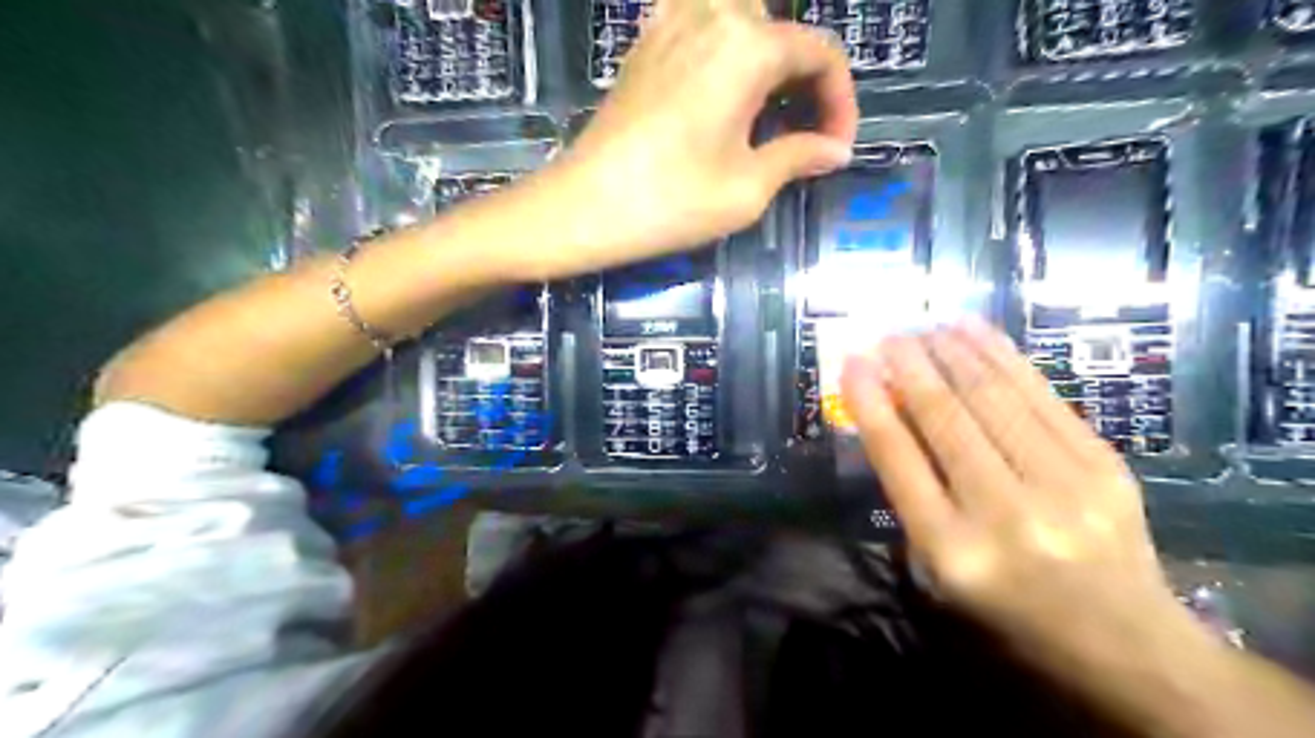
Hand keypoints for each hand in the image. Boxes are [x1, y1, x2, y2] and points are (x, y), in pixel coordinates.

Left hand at [519, 1, 859, 280]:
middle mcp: (712, 15)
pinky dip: (724, 48)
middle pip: (782, 29)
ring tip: (765, 109)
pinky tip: (720, 92)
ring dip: (766, 56)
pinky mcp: (644, 45)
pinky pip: (699, 23)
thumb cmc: (670, 202)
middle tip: (804, 132)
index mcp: (747, 46)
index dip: (841, 102)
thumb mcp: (747, 189)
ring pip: (741, 17)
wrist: (583, 207)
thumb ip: (799, 157)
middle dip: (805, 79)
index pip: (820, 54)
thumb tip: (836, 151)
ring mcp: (670, 23)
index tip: (835, 149)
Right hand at [843, 319, 1193, 671]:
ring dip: (953, 352)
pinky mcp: (1103, 463)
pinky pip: (1040, 395)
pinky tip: (975, 332)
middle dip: (910, 367)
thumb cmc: (1009, 607)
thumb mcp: (941, 566)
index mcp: (953, 549)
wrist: (1122, 638)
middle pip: (946, 419)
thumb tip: (893, 414)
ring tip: (926, 325)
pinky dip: (1001, 357)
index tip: (853, 363)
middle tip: (888, 334)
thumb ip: (913, 494)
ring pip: (993, 398)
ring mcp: (1063, 484)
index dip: (871, 404)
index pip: (899, 459)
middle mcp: (1005, 512)